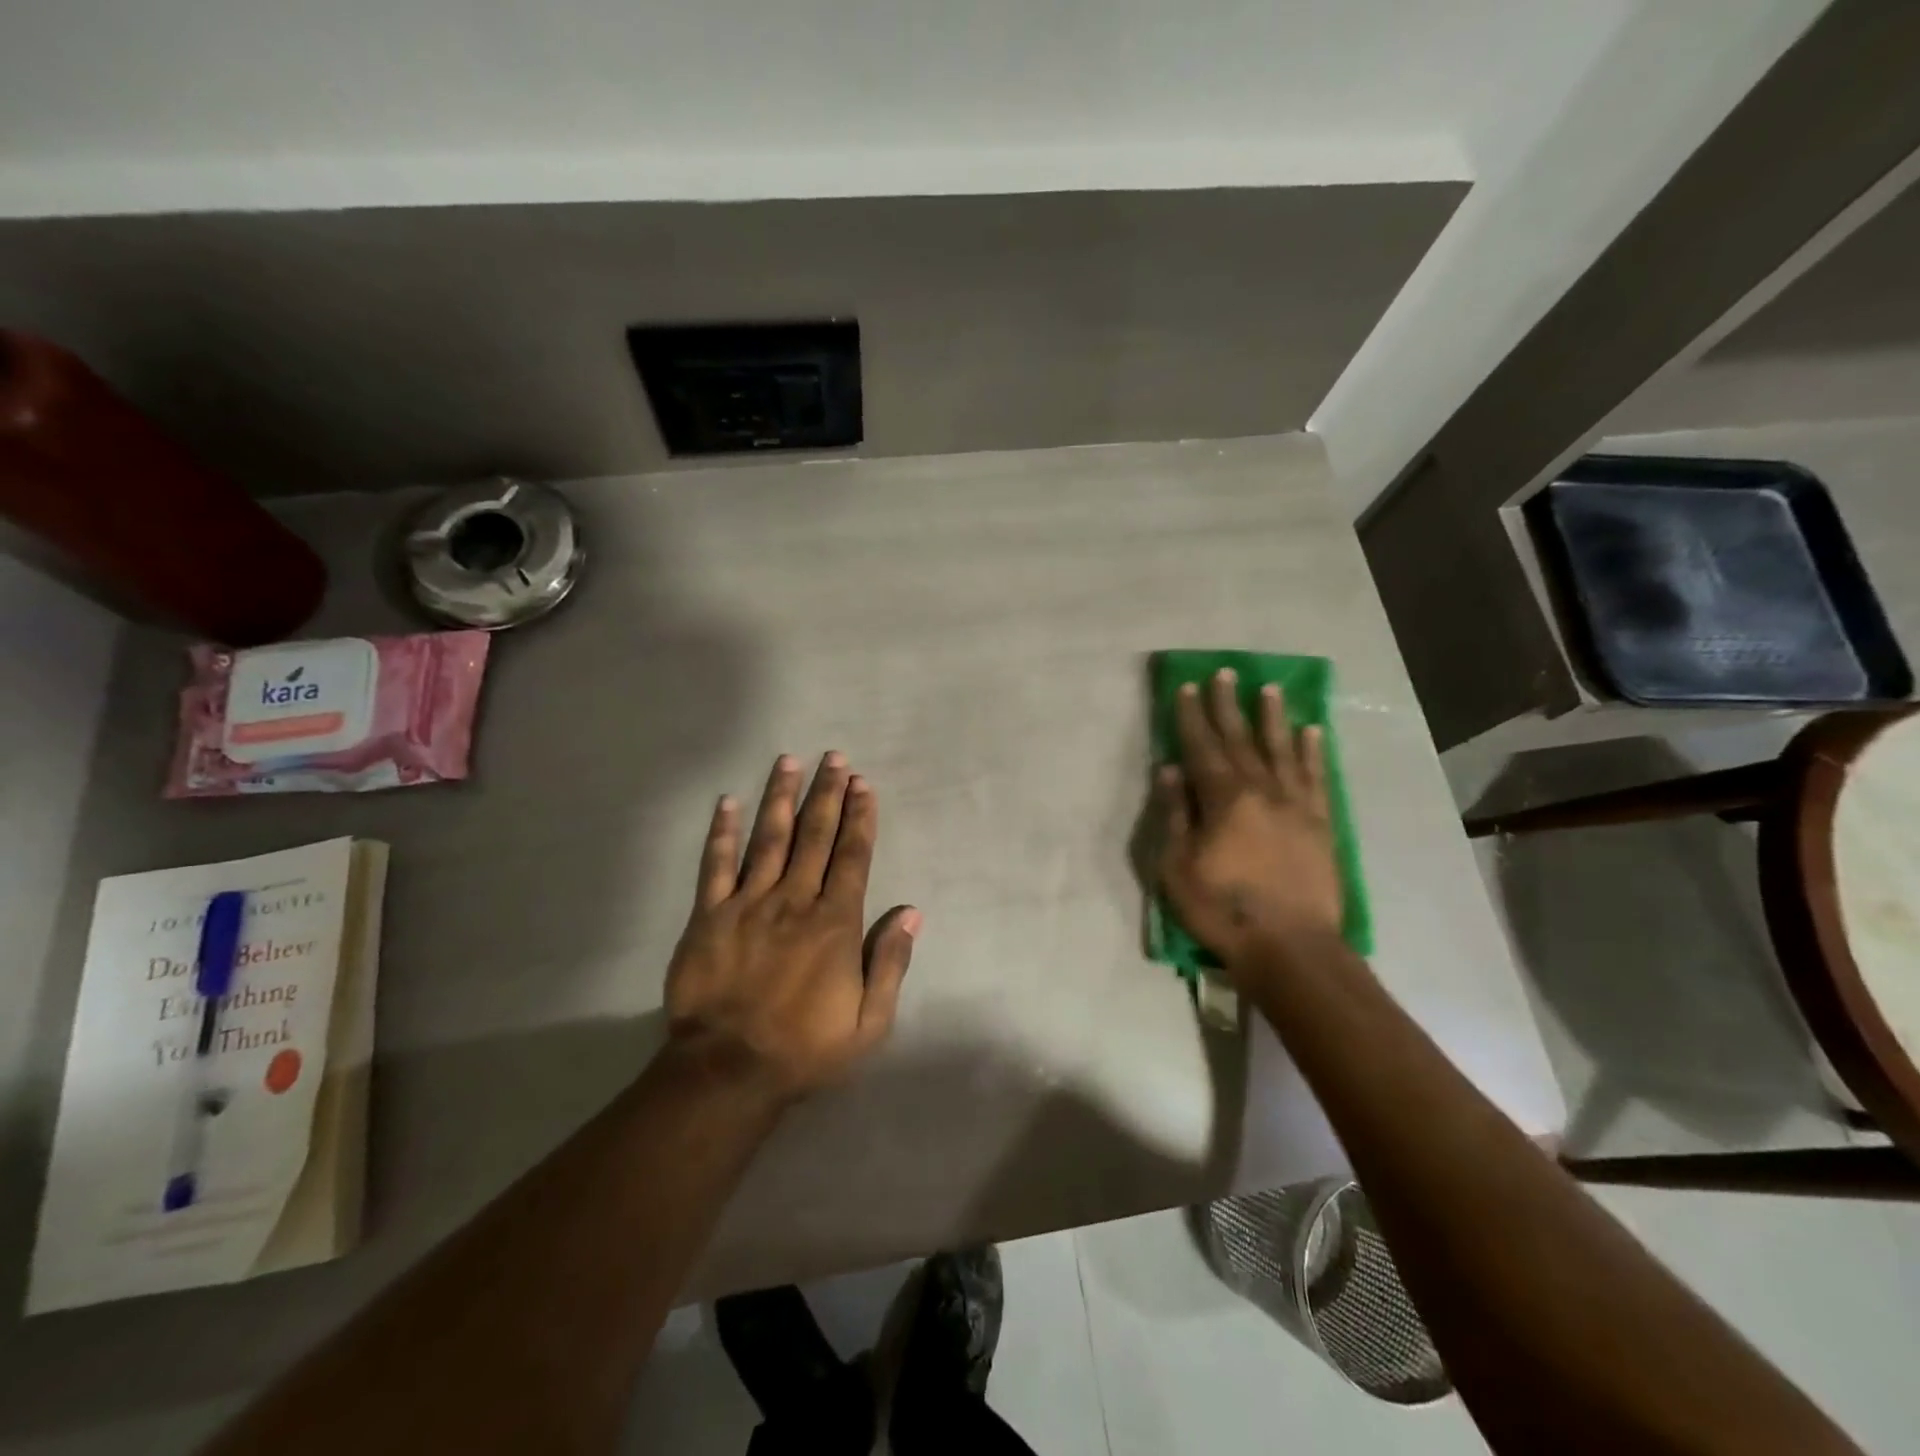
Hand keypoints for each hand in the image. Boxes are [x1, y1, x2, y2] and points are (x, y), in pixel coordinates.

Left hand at [665, 752, 919, 1101]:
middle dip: (827, 794)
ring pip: (768, 839)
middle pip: (815, 836)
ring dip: (781, 797)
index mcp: (834, 923)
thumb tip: (912, 912)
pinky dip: (722, 833)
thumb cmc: (805, 1049)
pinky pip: (715, 866)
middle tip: (834, 758)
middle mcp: (793, 901)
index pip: (852, 857)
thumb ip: (891, 963)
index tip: (863, 784)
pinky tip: (728, 802)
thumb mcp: (870, 1022)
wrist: (727, 1072)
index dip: (860, 817)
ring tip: (789, 762)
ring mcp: (747, 904)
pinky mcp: (708, 916)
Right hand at [1157, 669, 1343, 976]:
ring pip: (1282, 750)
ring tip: (1268, 689)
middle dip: (1228, 705)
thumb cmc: (1222, 909)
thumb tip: (1169, 769)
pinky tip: (1311, 731)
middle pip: (1240, 740)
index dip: (1192, 716)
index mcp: (1224, 799)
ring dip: (1272, 717)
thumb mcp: (1177, 866)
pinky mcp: (1320, 823)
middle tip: (1224, 673)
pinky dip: (1313, 752)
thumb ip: (1175, 814)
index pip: (1202, 747)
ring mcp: (1296, 805)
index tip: (1187, 687)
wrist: (1291, 947)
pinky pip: (1316, 778)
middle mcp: (1262, 791)